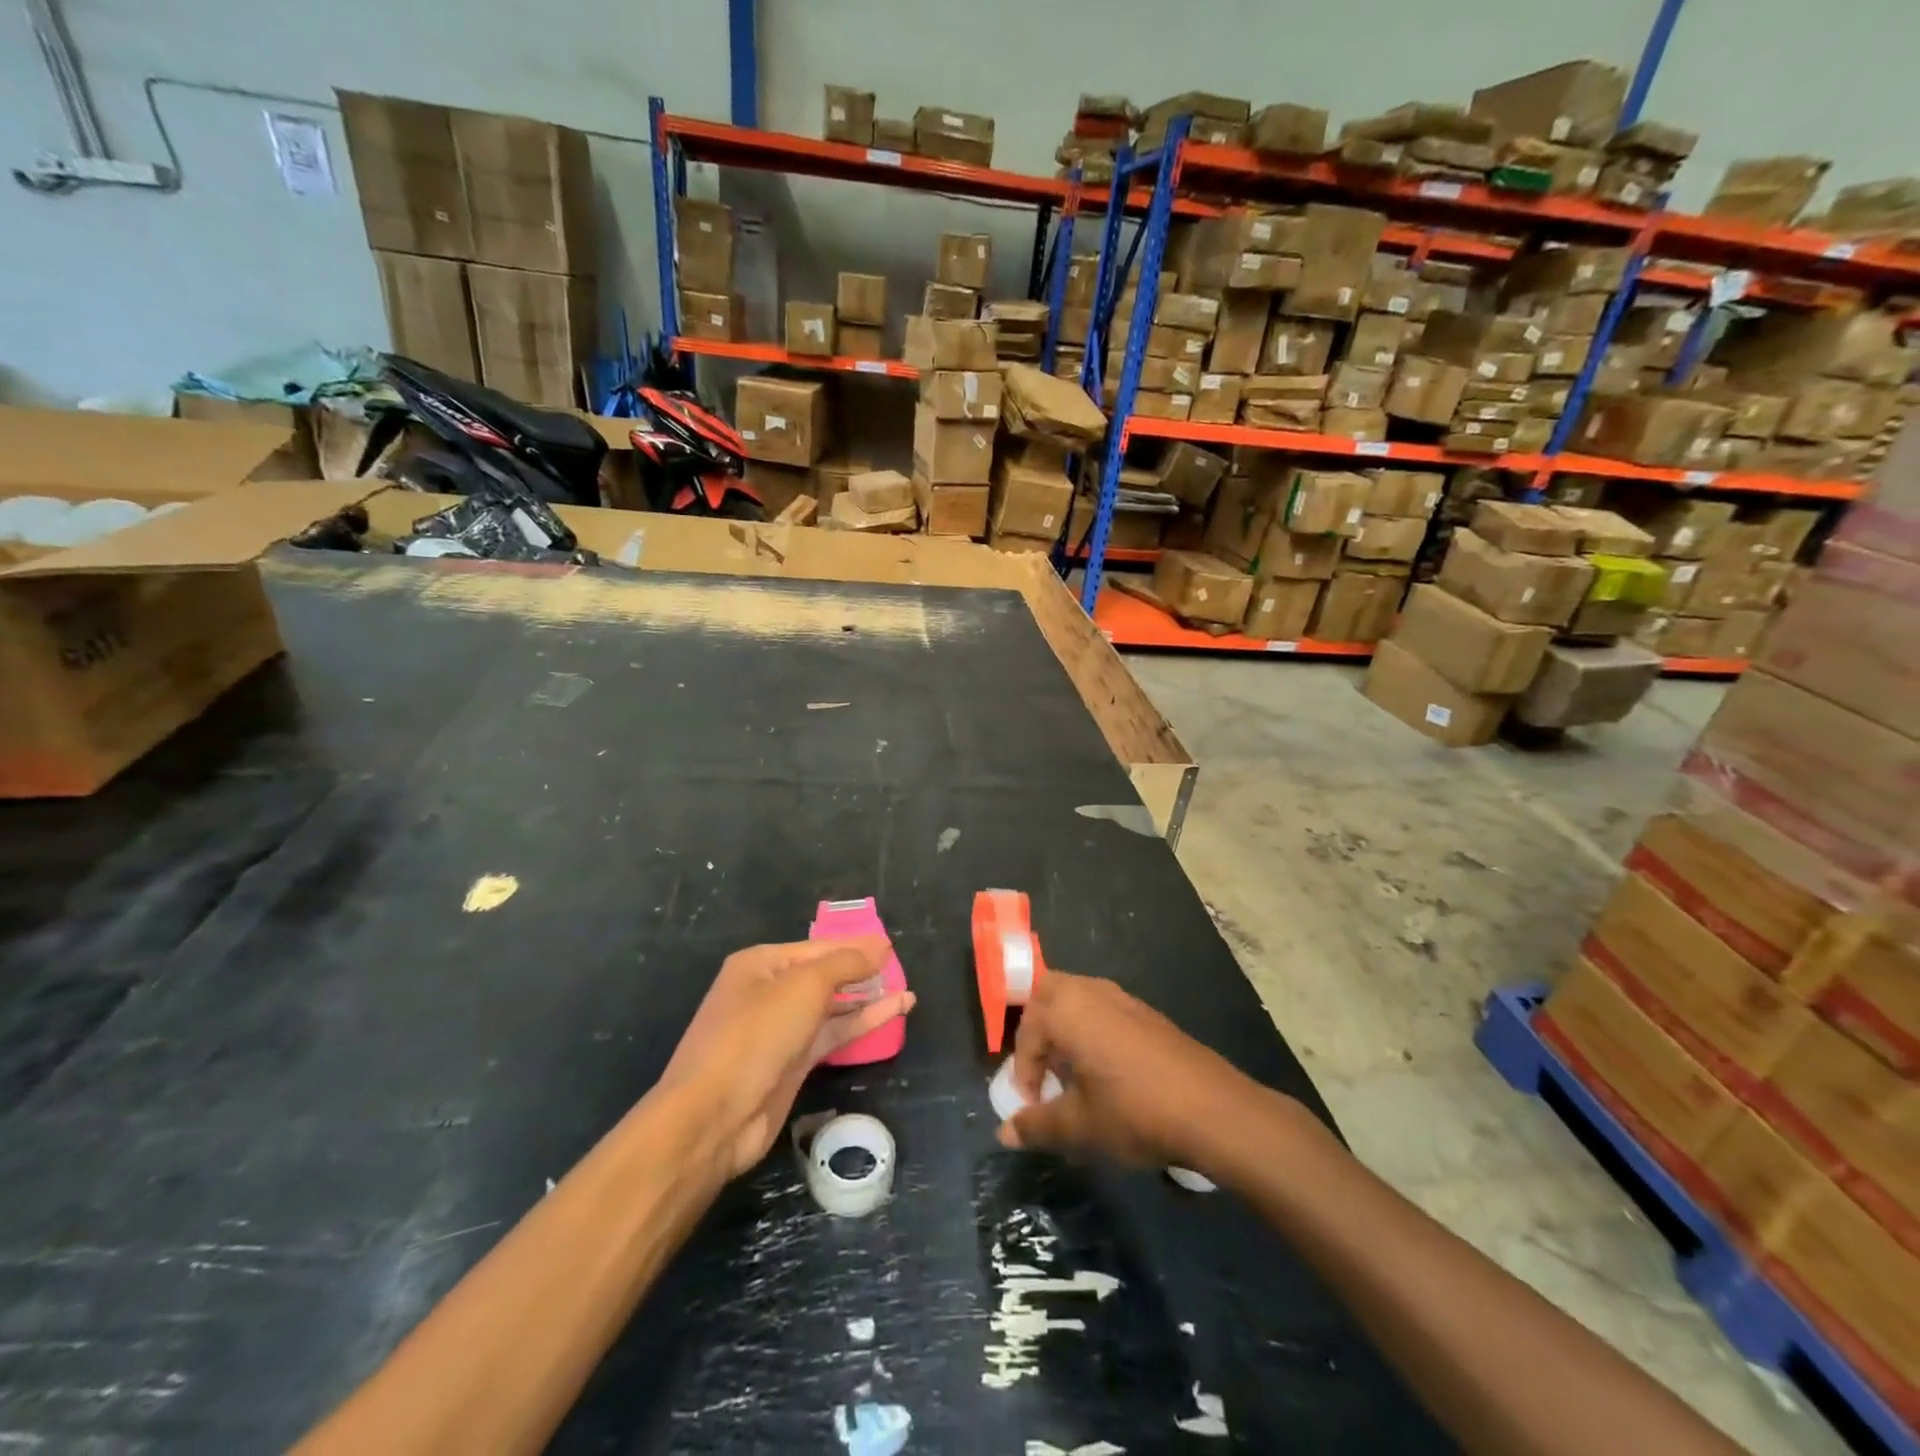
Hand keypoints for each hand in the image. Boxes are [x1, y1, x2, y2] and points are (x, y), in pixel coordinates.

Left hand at [661, 938, 914, 1178]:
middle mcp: (769, 991)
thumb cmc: (756, 1034)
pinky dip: (861, 1023)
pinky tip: (893, 1014)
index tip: (891, 946)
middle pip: (824, 975)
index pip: (819, 947)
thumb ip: (846, 964)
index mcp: (762, 964)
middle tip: (900, 967)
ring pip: (832, 1007)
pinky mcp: (792, 1062)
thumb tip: (880, 947)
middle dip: (861, 971)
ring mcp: (780, 1029)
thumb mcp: (805, 986)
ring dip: (867, 999)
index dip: (856, 946)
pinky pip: (833, 1034)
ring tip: (907, 992)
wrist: (714, 1116)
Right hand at [996, 971, 1268, 1175]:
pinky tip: (1107, 1073)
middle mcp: (1091, 991)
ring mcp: (1123, 998)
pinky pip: (1104, 1010)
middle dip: (1037, 1029)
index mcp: (1066, 1009)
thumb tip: (1005, 1133)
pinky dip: (1092, 1031)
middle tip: (1043, 1070)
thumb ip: (1037, 1125)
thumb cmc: (1134, 1111)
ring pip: (1078, 998)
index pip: (1027, 1033)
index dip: (1023, 1072)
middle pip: (1048, 995)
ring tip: (1072, 1074)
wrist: (1213, 1110)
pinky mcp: (1148, 1013)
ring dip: (1065, 1028)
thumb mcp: (1079, 1126)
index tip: (1031, 1106)